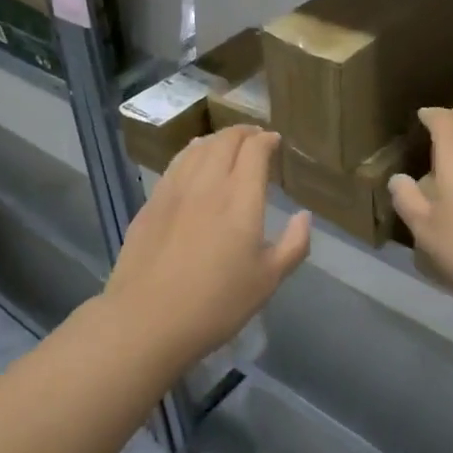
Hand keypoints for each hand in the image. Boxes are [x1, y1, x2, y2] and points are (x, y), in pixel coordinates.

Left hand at [106, 126, 310, 364]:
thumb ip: (293, 244)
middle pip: (225, 140)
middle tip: (254, 137)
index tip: (275, 141)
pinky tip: (192, 162)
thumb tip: (304, 216)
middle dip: (244, 132)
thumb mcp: (267, 280)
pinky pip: (175, 164)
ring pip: (197, 148)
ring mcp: (175, 189)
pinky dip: (191, 153)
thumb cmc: (216, 304)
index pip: (255, 150)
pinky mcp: (151, 202)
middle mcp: (208, 183)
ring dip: (217, 139)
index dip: (267, 139)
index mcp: (240, 198)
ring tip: (226, 144)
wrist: (147, 320)